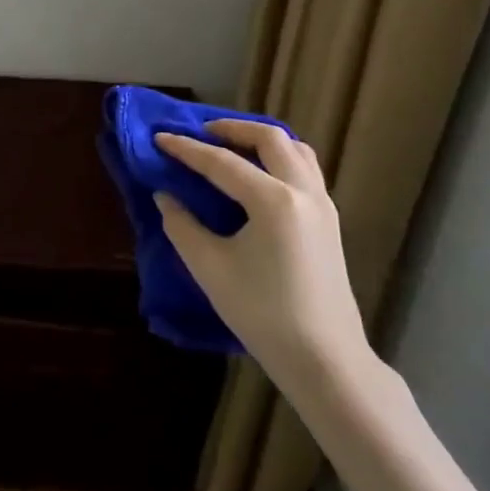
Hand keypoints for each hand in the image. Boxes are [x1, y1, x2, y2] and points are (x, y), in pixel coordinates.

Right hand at [154, 121, 374, 393]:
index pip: (221, 162)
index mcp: (273, 200)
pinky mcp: (330, 221)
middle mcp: (302, 192)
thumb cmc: (263, 315)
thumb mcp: (210, 269)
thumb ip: (182, 226)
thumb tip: (166, 196)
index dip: (186, 149)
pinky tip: (261, 175)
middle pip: (269, 138)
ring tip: (233, 146)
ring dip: (262, 139)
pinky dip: (281, 158)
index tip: (159, 137)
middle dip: (232, 128)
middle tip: (202, 132)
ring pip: (295, 150)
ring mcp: (322, 205)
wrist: (325, 362)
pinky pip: (306, 169)